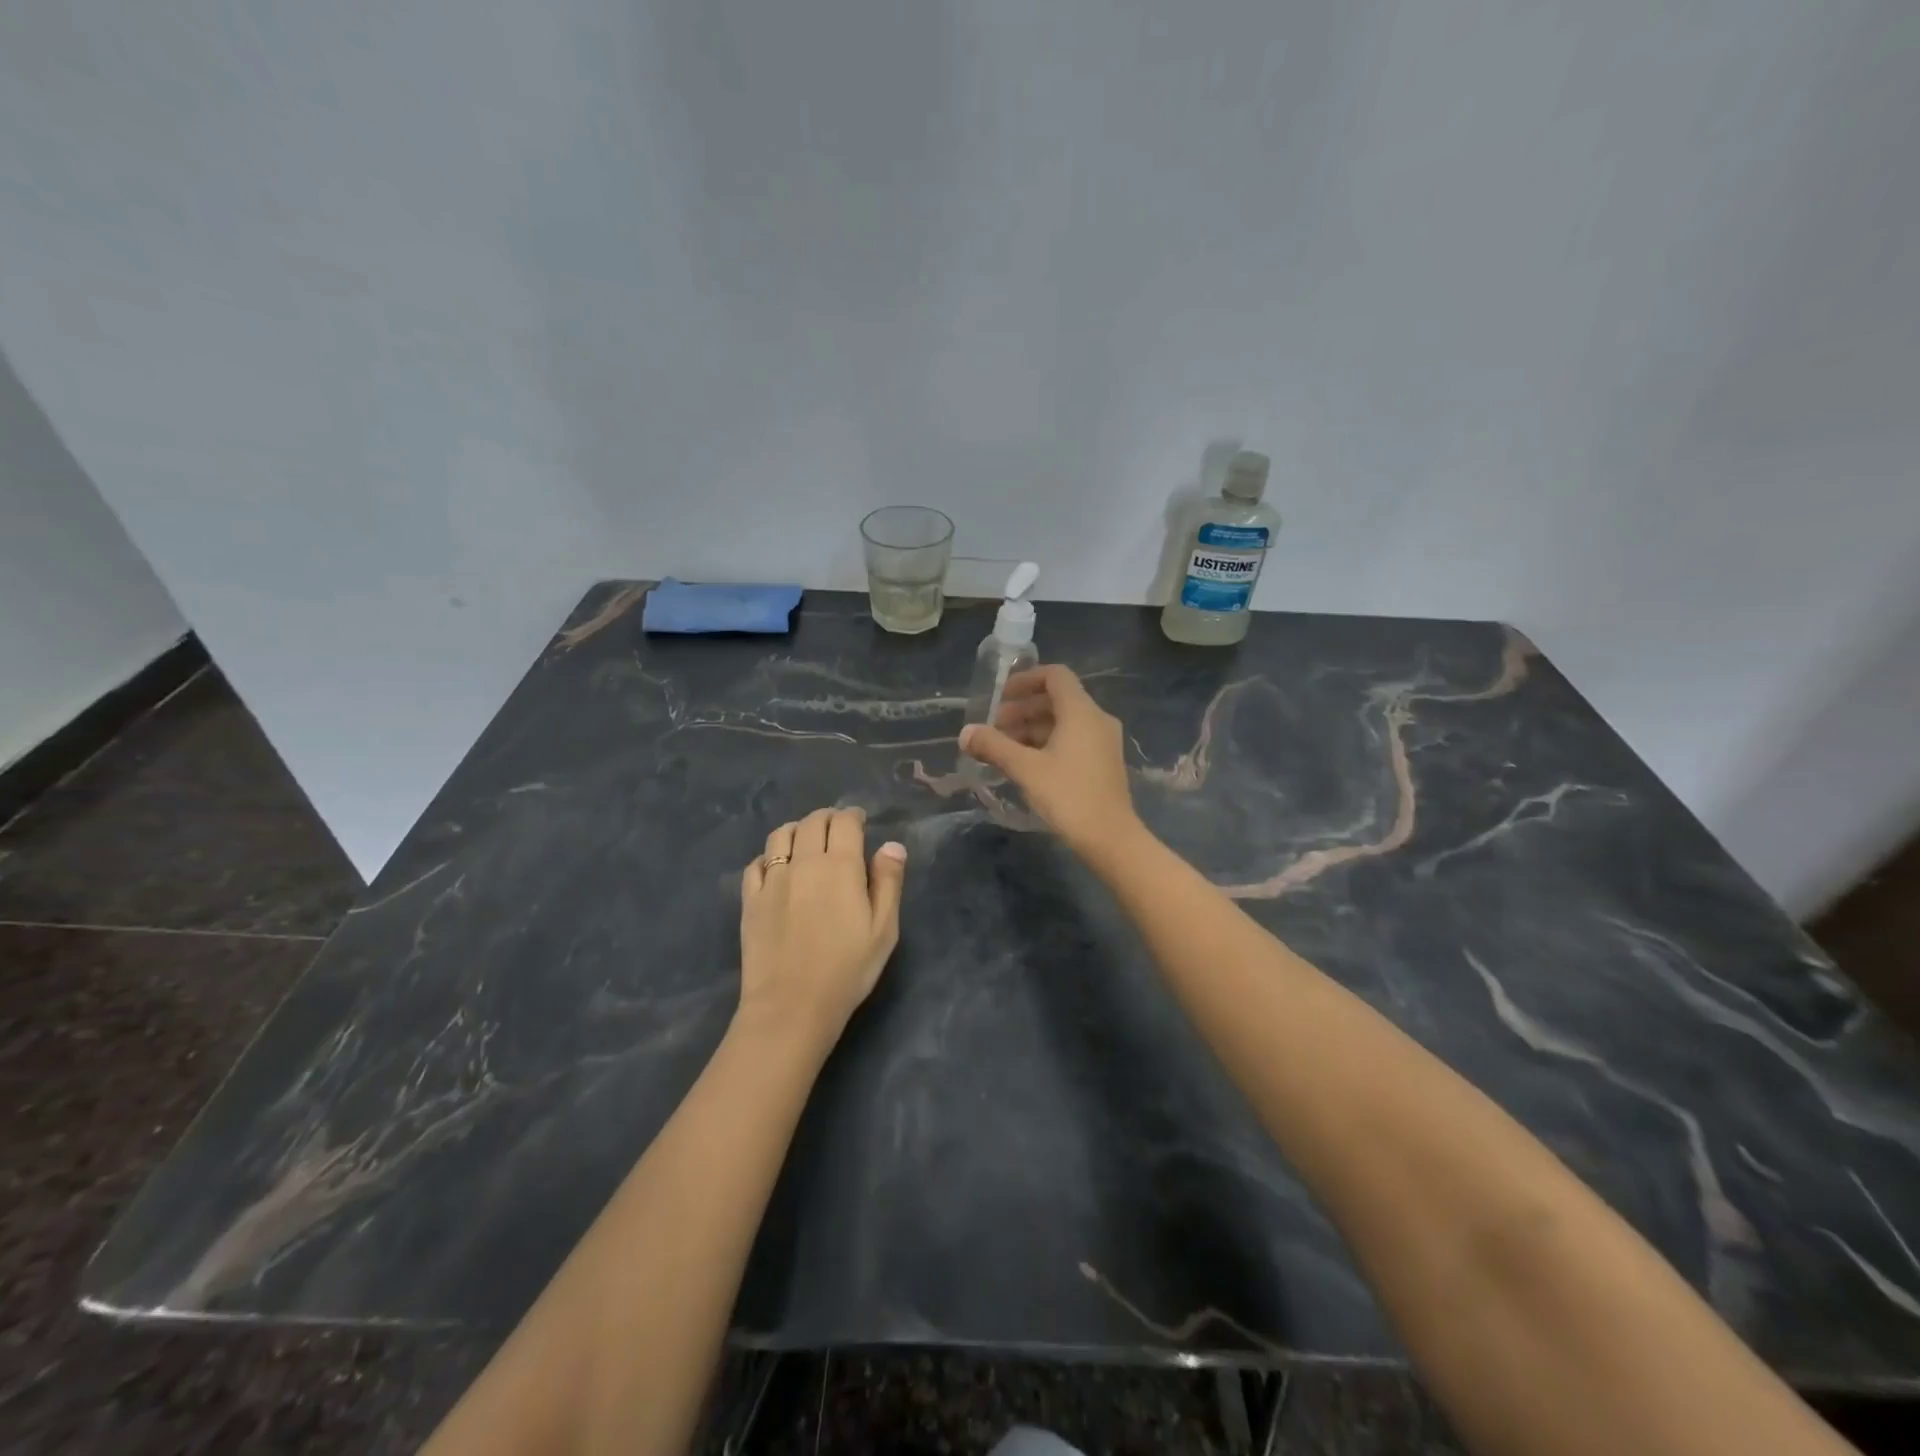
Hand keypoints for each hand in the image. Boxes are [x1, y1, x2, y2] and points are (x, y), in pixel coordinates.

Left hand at [739, 806, 906, 1037]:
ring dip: (797, 829)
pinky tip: (776, 867)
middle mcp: (804, 862)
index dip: (853, 816)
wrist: (791, 1006)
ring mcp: (772, 879)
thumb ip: (888, 883)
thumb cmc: (847, 970)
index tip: (860, 821)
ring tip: (806, 839)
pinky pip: (756, 863)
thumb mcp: (884, 929)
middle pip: (812, 822)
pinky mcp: (750, 899)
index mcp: (840, 866)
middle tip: (837, 827)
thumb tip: (892, 845)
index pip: (845, 822)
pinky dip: (769, 856)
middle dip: (827, 818)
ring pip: (780, 835)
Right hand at [959, 665, 1140, 853]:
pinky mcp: (1103, 762)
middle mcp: (1097, 719)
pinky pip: (1072, 739)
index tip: (1000, 696)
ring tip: (1004, 749)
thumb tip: (965, 733)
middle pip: (1057, 699)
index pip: (1054, 676)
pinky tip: (1026, 764)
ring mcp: (1103, 741)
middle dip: (1022, 709)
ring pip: (1063, 722)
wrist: (1110, 838)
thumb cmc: (1068, 796)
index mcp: (1081, 712)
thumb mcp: (1025, 769)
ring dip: (1032, 728)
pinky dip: (1047, 743)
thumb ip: (994, 746)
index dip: (1025, 680)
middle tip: (994, 728)